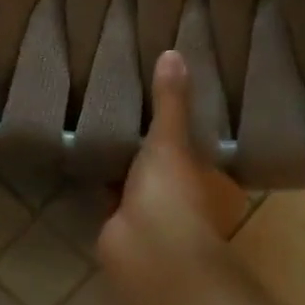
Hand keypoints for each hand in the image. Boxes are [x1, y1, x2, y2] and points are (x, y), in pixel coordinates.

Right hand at [99, 50, 236, 291]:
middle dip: (153, 150)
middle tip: (132, 111)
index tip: (168, 106)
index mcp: (215, 185)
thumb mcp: (172, 139)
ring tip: (108, 128)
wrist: (146, 251)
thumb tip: (174, 52)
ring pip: (141, 184)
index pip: (202, 153)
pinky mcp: (124, 226)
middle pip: (170, 169)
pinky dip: (104, 182)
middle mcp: (191, 204)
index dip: (187, 133)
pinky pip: (114, 197)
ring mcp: (156, 218)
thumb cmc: (173, 194)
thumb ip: (170, 101)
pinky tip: (89, 158)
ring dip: (127, 167)